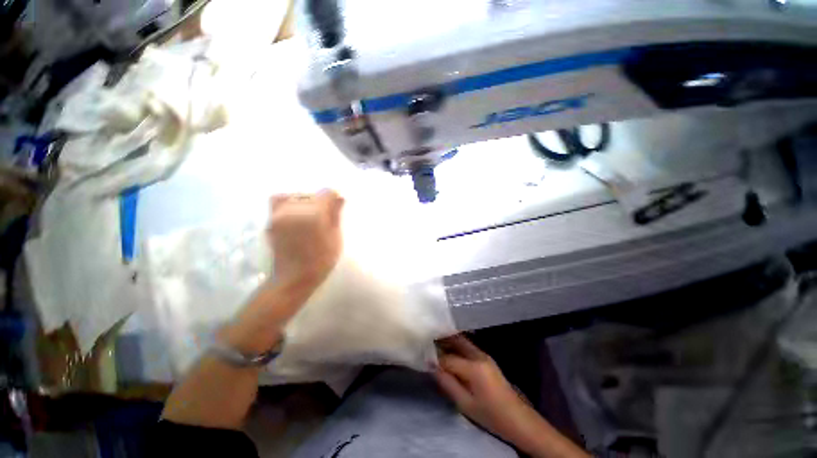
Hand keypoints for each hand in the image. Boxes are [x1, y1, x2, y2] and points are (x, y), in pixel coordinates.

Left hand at [267, 190, 344, 290]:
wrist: (294, 277)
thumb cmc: (322, 260)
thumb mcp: (335, 238)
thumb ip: (336, 215)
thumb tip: (340, 197)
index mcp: (314, 214)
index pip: (326, 192)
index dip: (334, 196)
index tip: (338, 203)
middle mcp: (295, 210)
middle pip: (312, 194)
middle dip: (322, 200)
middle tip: (327, 214)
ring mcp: (280, 214)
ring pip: (296, 196)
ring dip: (306, 201)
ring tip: (311, 213)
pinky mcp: (272, 220)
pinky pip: (278, 200)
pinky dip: (289, 201)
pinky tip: (296, 213)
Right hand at [434, 335, 532, 440]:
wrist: (518, 419)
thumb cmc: (490, 415)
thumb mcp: (465, 404)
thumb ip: (447, 383)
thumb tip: (432, 366)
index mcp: (474, 367)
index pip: (447, 358)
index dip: (434, 358)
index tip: (422, 356)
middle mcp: (479, 355)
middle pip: (456, 340)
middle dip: (441, 339)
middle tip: (427, 341)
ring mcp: (484, 355)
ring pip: (462, 341)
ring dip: (449, 341)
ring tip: (435, 344)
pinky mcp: (486, 358)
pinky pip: (467, 347)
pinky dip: (456, 346)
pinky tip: (449, 351)